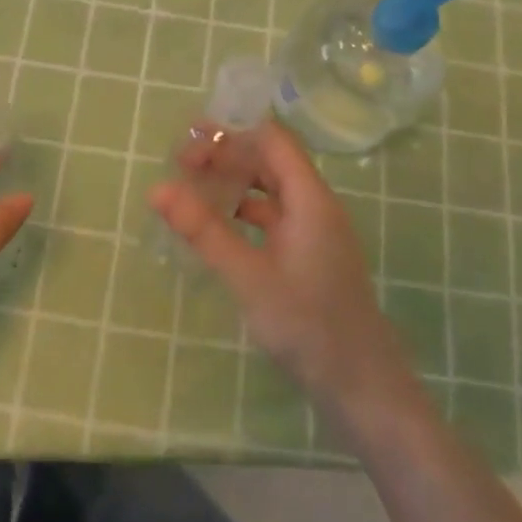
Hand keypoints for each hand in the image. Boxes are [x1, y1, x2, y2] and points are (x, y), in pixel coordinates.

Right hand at [149, 123, 425, 431]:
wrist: (363, 388)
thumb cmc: (308, 326)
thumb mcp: (249, 277)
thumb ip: (204, 231)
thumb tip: (157, 189)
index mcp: (310, 198)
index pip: (271, 140)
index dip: (230, 134)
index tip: (188, 144)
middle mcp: (315, 206)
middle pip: (269, 162)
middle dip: (225, 157)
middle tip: (179, 167)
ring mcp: (313, 233)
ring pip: (269, 192)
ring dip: (232, 186)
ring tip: (190, 193)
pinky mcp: (308, 258)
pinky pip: (271, 220)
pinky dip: (242, 215)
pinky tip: (215, 230)